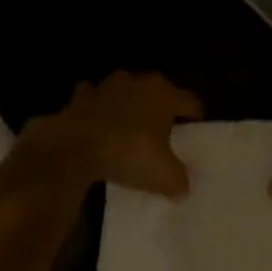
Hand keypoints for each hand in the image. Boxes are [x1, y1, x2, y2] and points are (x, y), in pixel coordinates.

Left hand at [37, 72, 203, 198]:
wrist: (76, 147)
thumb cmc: (130, 153)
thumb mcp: (165, 176)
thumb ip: (180, 181)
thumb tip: (182, 188)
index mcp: (165, 95)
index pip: (191, 102)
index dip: (195, 119)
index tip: (194, 133)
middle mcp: (138, 82)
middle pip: (157, 93)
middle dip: (159, 109)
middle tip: (162, 132)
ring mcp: (107, 86)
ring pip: (124, 91)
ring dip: (127, 105)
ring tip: (128, 127)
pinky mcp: (80, 96)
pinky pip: (94, 99)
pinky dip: (96, 109)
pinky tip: (97, 125)